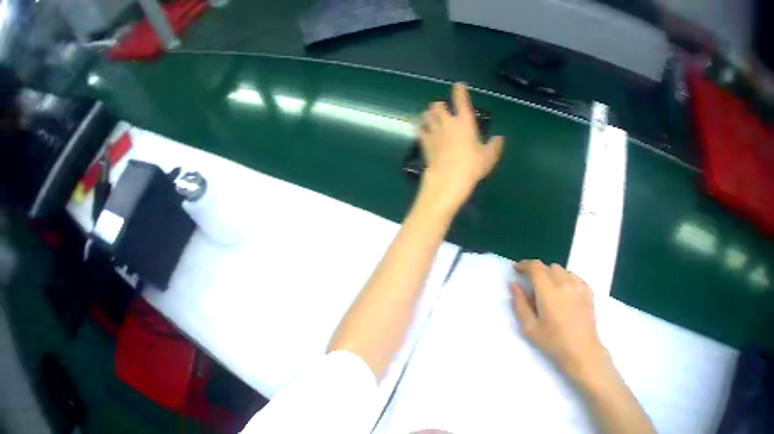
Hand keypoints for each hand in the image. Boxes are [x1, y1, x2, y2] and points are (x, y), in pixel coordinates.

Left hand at [416, 83, 503, 212]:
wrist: (448, 179)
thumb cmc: (472, 166)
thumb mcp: (489, 157)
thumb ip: (494, 146)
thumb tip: (499, 138)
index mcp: (464, 122)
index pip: (461, 101)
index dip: (460, 91)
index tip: (458, 85)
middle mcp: (447, 123)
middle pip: (438, 106)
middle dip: (439, 106)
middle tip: (441, 109)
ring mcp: (434, 132)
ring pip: (427, 116)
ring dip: (429, 115)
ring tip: (430, 117)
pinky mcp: (424, 143)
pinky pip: (420, 131)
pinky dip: (421, 129)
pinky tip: (421, 130)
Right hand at [509, 260, 611, 384]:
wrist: (581, 350)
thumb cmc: (553, 342)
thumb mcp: (529, 327)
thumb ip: (519, 304)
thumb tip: (513, 284)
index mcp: (548, 291)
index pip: (535, 267)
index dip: (524, 265)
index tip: (517, 270)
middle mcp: (565, 283)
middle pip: (548, 267)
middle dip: (538, 273)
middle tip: (532, 289)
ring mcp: (579, 285)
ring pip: (562, 270)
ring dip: (552, 276)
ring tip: (549, 293)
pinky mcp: (588, 290)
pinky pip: (574, 277)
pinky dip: (565, 280)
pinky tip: (564, 296)